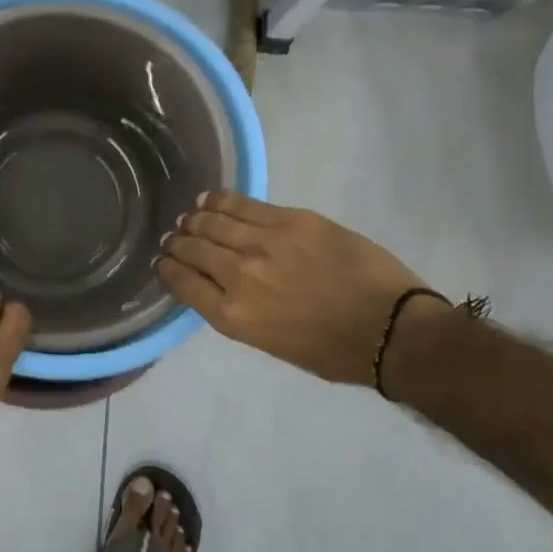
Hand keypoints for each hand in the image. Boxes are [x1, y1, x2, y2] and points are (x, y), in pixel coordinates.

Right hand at [156, 193, 437, 387]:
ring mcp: (265, 243)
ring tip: (190, 218)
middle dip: (178, 243)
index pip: (183, 284)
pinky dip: (221, 200)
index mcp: (233, 316)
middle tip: (173, 237)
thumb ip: (239, 312)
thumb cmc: (332, 351)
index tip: (163, 262)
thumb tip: (220, 286)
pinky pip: (244, 204)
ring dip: (195, 220)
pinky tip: (210, 199)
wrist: (389, 329)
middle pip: (194, 249)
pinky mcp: (292, 220)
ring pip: (213, 222)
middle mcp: (239, 276)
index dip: (167, 270)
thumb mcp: (271, 344)